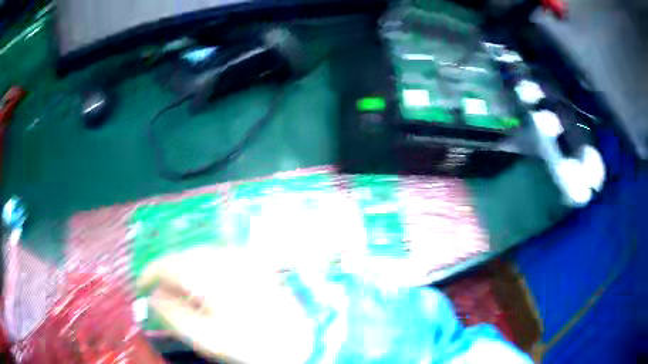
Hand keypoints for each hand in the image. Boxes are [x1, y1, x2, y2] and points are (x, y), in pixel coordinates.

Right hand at [136, 246, 314, 363]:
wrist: (295, 339)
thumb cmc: (250, 344)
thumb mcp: (206, 338)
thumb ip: (174, 315)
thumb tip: (152, 296)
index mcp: (212, 277)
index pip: (170, 264)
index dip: (150, 273)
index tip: (140, 286)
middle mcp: (226, 259)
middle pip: (183, 257)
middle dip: (167, 272)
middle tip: (160, 291)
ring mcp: (241, 257)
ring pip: (198, 254)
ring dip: (184, 269)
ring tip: (179, 290)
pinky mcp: (251, 261)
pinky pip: (215, 257)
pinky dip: (201, 267)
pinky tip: (203, 284)